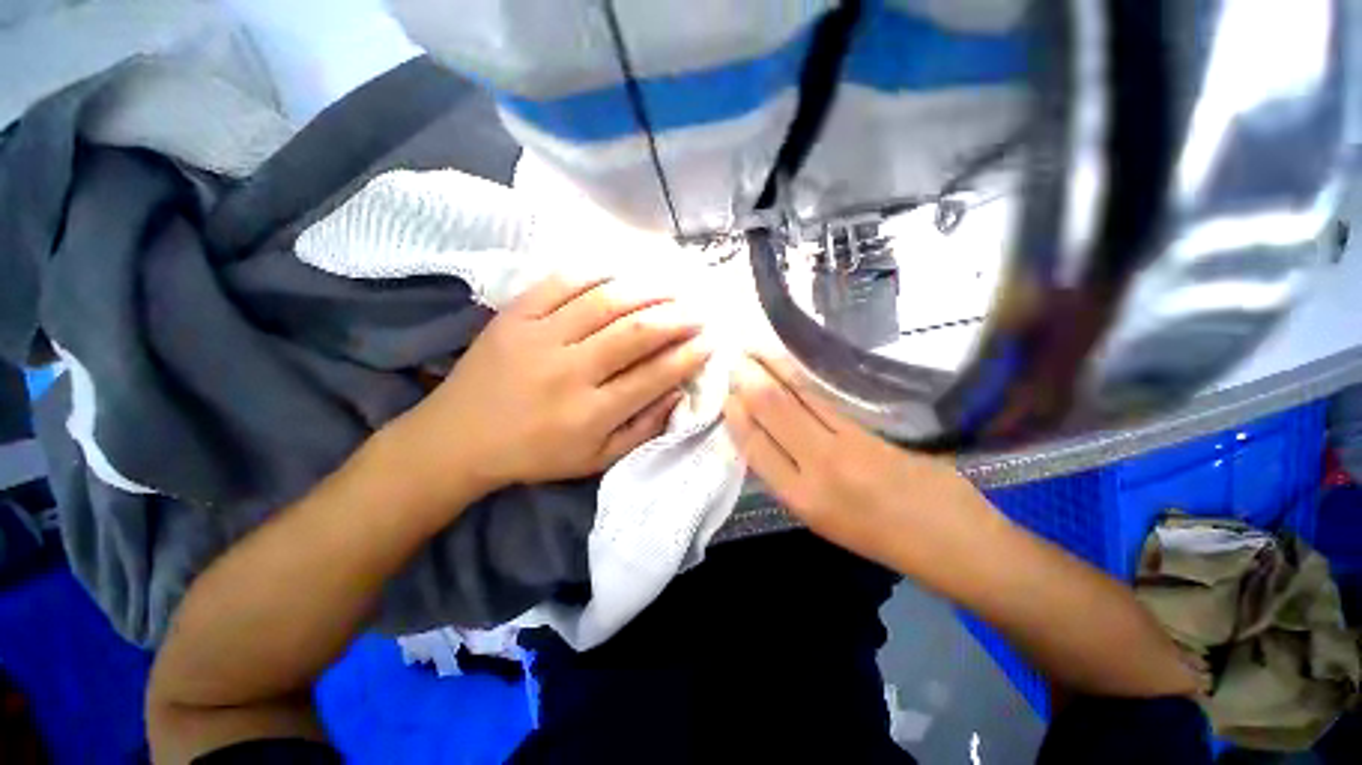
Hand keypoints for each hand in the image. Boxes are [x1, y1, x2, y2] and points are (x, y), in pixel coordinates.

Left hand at [393, 275, 710, 501]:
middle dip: (675, 318)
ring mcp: (538, 338)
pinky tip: (621, 272)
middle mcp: (568, 371)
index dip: (687, 356)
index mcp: (590, 413)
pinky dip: (596, 273)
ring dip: (646, 290)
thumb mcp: (596, 460)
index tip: (709, 342)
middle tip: (697, 311)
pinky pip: (561, 283)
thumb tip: (677, 394)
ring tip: (672, 286)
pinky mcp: (514, 316)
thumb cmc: (535, 455)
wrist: (457, 439)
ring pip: (604, 302)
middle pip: (634, 333)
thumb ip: (641, 430)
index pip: (653, 376)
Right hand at [723, 353, 964, 552]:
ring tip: (755, 350)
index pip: (755, 447)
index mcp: (803, 500)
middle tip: (735, 360)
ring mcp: (848, 444)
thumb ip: (793, 478)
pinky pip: (826, 399)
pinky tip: (791, 366)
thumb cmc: (882, 539)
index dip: (737, 418)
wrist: (953, 543)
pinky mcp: (873, 429)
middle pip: (774, 412)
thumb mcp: (824, 520)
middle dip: (749, 381)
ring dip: (773, 370)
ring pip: (799, 398)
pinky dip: (802, 378)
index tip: (727, 396)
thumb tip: (767, 438)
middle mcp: (819, 468)